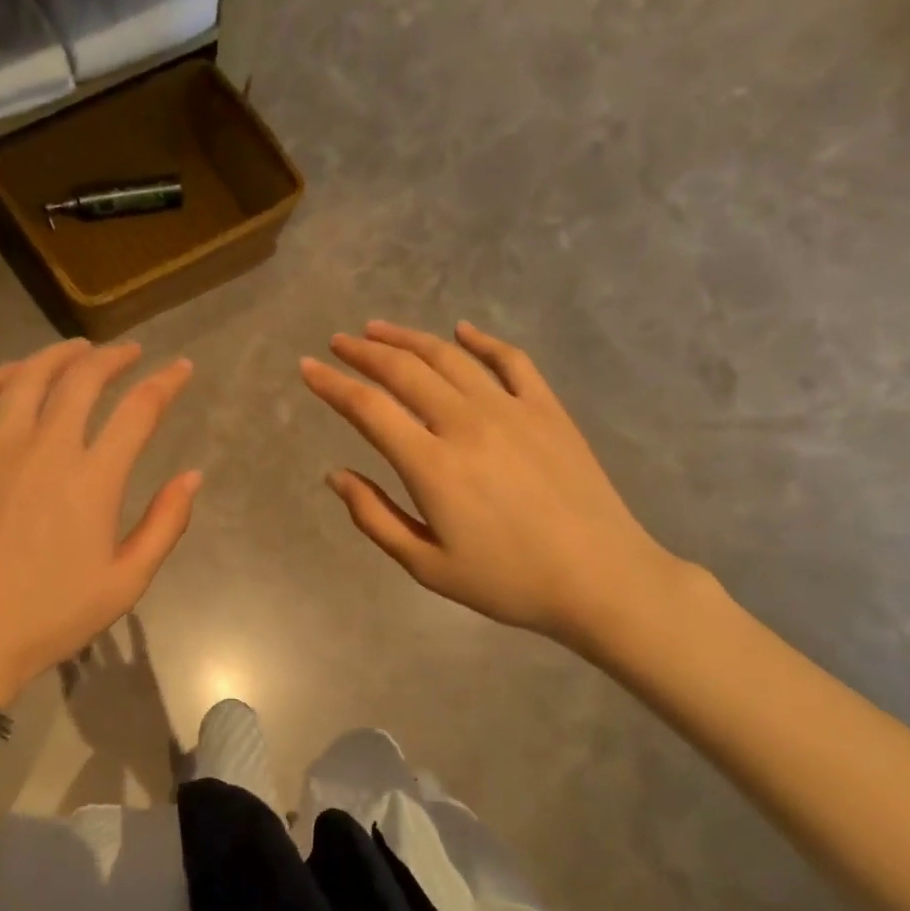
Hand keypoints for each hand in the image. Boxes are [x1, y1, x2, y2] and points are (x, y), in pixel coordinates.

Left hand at [0, 338, 199, 705]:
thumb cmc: (52, 616)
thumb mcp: (126, 582)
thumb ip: (165, 524)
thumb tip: (193, 476)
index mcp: (93, 479)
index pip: (139, 410)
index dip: (166, 383)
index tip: (181, 369)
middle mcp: (45, 448)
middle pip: (84, 379)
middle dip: (116, 358)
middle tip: (131, 353)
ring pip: (29, 377)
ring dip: (60, 355)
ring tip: (79, 349)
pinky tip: (13, 374)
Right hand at [301, 320, 687, 655]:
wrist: (601, 580)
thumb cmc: (507, 581)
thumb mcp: (427, 565)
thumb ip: (375, 517)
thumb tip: (335, 475)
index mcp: (432, 464)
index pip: (369, 408)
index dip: (332, 384)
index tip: (307, 368)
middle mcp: (466, 423)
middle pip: (404, 371)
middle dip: (364, 352)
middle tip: (338, 342)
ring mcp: (511, 409)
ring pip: (449, 357)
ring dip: (409, 338)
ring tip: (380, 329)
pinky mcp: (547, 409)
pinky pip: (511, 360)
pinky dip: (482, 340)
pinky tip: (462, 330)